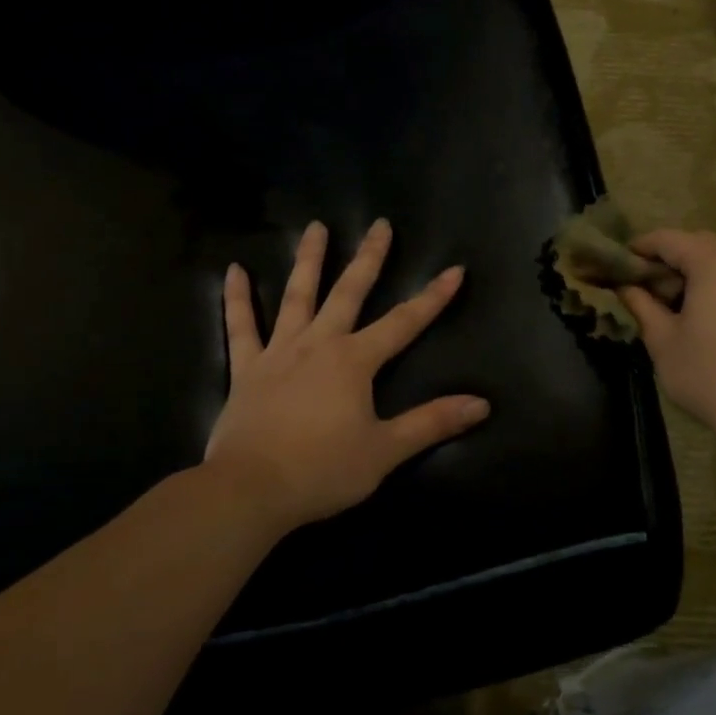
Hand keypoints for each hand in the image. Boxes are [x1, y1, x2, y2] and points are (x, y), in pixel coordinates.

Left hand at [204, 219, 489, 533]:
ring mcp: (279, 352)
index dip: (432, 297)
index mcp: (355, 361)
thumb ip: (431, 423)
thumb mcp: (385, 450)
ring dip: (308, 260)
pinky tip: (234, 270)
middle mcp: (319, 344)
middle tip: (380, 224)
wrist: (251, 490)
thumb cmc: (323, 471)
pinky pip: (241, 326)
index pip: (404, 323)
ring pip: (296, 296)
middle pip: (349, 292)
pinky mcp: (246, 369)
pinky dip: (237, 298)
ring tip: (315, 226)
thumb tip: (481, 404)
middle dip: (369, 258)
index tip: (455, 270)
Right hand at [620, 229, 715, 450]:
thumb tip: (623, 287)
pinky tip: (698, 320)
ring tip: (667, 307)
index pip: (667, 238)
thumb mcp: (662, 340)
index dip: (637, 248)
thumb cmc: (709, 373)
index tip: (614, 266)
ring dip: (690, 275)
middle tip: (641, 288)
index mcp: (711, 262)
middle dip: (665, 260)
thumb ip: (641, 306)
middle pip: (696, 245)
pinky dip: (712, 289)